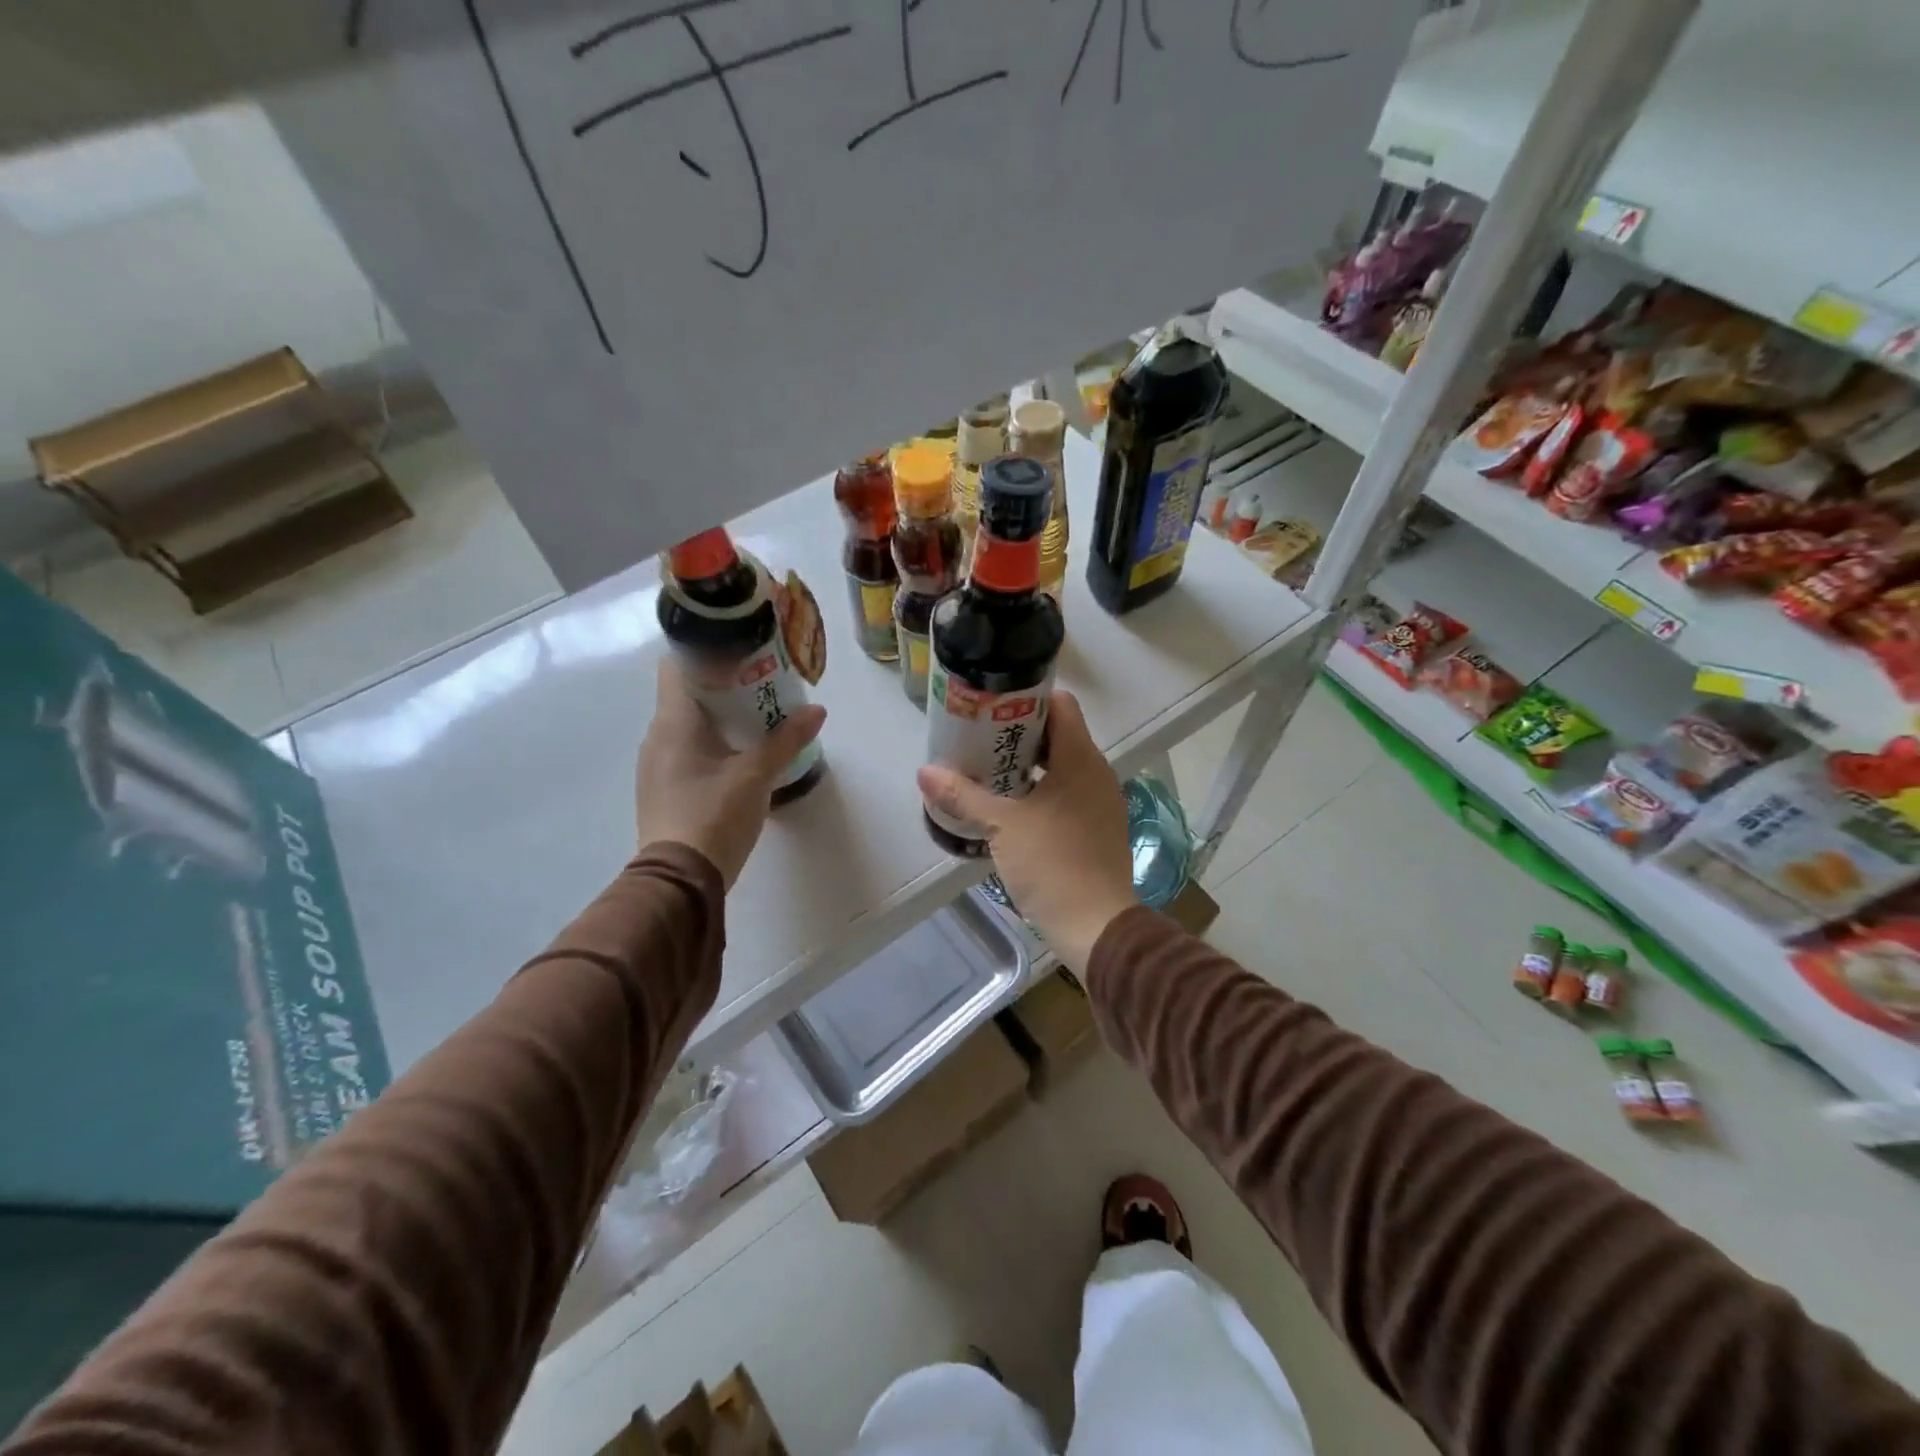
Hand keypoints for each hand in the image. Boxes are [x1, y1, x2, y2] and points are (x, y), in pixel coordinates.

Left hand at [636, 658, 825, 887]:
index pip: (677, 664)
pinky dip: (713, 744)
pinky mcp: (663, 788)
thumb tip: (817, 711)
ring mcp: (657, 764)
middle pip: (687, 693)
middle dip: (725, 686)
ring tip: (760, 720)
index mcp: (673, 721)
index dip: (707, 651)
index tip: (743, 653)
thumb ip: (786, 740)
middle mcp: (657, 736)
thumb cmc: (714, 815)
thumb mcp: (756, 775)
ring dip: (721, 718)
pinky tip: (741, 757)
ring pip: (689, 724)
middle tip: (765, 686)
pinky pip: (688, 750)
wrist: (679, 880)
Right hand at [917, 690, 1134, 971]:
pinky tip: (1011, 808)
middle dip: (1018, 734)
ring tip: (988, 771)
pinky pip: (1068, 793)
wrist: (1096, 927)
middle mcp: (1097, 773)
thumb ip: (963, 795)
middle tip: (979, 738)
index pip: (1061, 704)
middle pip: (1059, 734)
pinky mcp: (1098, 828)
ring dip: (1028, 765)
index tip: (991, 706)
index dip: (1026, 699)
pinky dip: (1041, 791)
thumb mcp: (1002, 826)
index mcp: (1081, 759)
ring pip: (1062, 767)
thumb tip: (925, 772)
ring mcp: (1101, 802)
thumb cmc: (1052, 864)